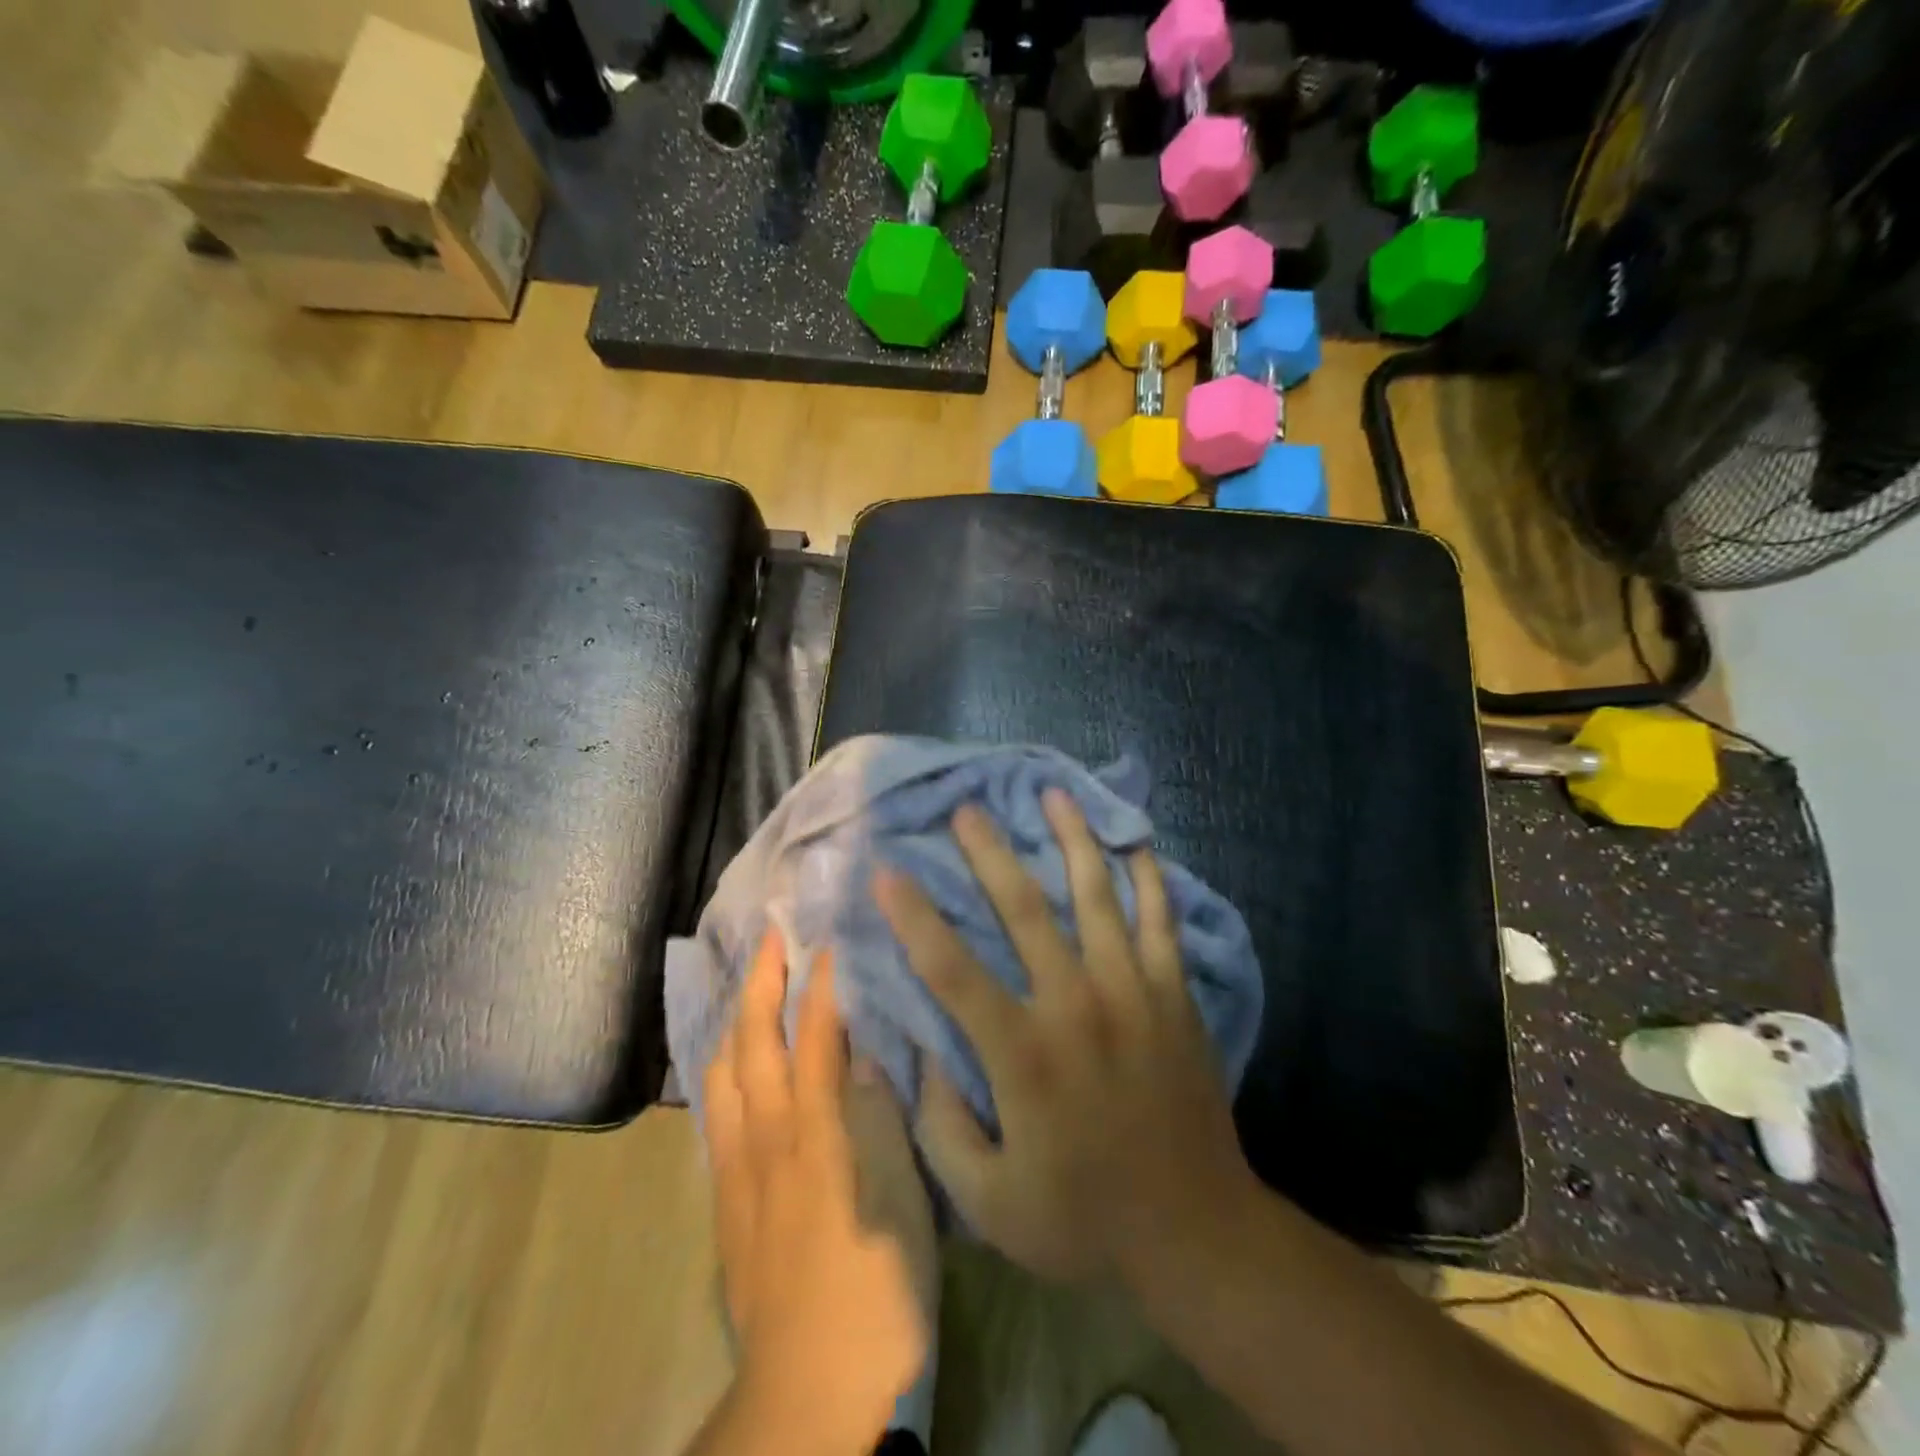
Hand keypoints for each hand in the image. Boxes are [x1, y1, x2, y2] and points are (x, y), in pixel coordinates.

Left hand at [703, 933, 934, 1449]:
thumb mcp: (902, 1204)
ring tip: (748, 987)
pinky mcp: (727, 1204)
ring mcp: (740, 1172)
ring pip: (723, 1075)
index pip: (817, 1039)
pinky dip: (723, 1071)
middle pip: (754, 1044)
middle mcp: (769, 1141)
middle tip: (772, 937)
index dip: (822, 985)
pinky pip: (716, 1116)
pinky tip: (733, 1065)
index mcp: (818, 1137)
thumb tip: (867, 1055)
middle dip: (761, 983)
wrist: (808, 1394)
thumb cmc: (876, 1294)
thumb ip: (881, 1120)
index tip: (828, 940)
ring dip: (734, 1020)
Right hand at [875, 789, 1257, 1286]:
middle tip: (966, 810)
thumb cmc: (1084, 1217)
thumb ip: (941, 1127)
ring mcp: (1133, 991)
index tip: (887, 871)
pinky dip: (1147, 876)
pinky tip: (1133, 839)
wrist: (1197, 1232)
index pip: (952, 969)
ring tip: (1052, 794)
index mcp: (1024, 1053)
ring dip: (1070, 839)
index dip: (914, 916)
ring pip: (1096, 894)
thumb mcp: (989, 1201)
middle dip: (988, 852)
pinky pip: (1160, 919)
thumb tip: (918, 1055)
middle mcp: (1076, 1004)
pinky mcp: (1175, 994)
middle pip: (1023, 908)